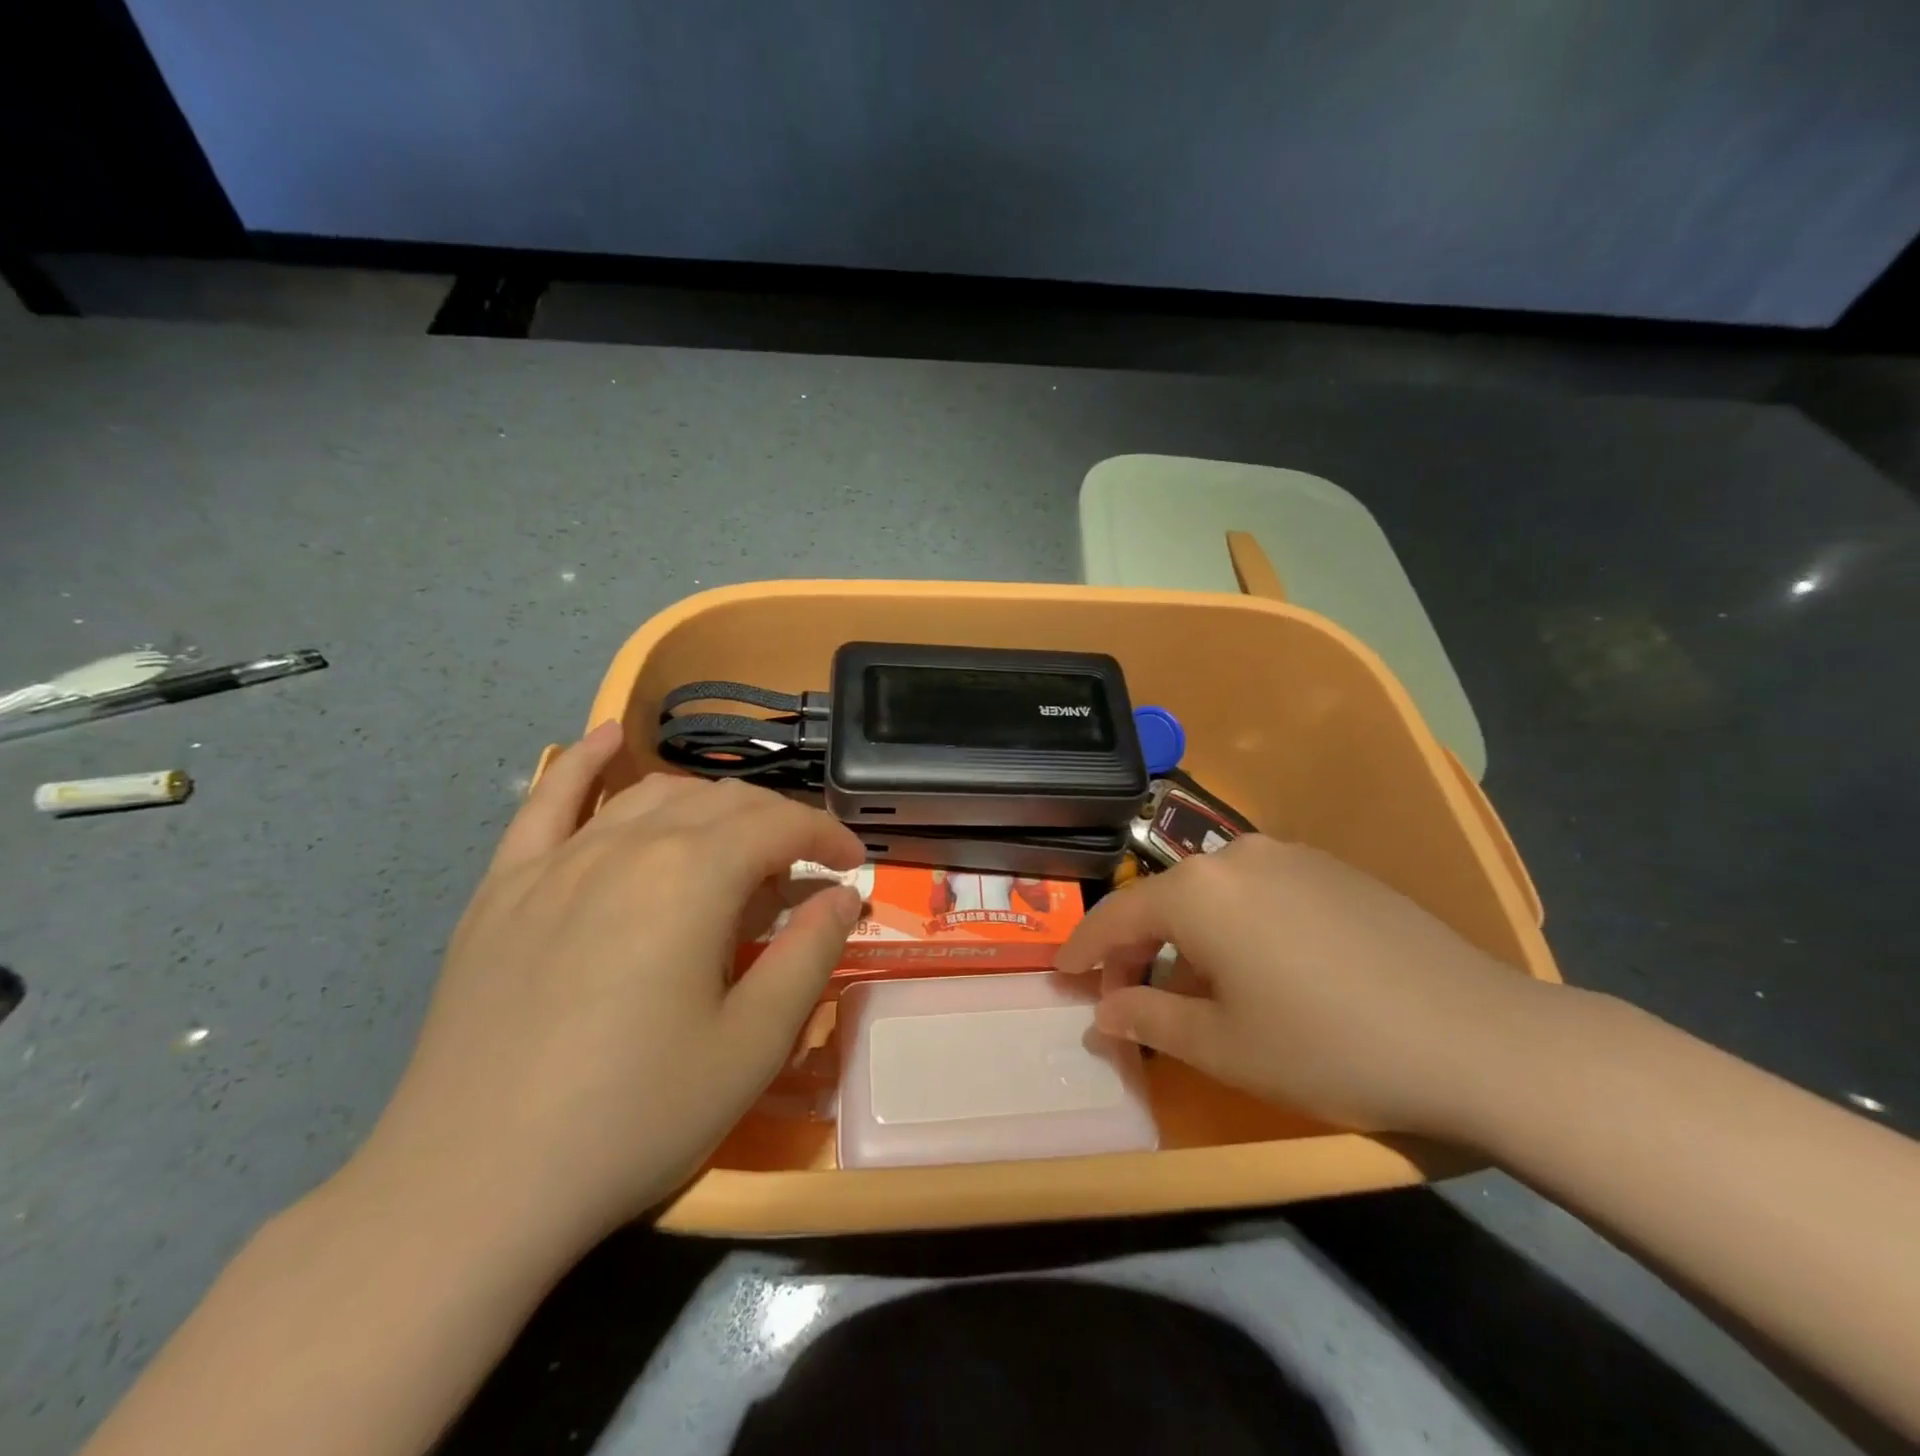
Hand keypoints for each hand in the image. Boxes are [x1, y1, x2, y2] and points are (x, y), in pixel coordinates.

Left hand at [347, 723, 864, 1247]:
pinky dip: (583, 763)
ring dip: (710, 804)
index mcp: (693, 876)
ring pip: (652, 795)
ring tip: (735, 839)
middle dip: (778, 823)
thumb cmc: (634, 1118)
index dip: (827, 835)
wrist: (471, 1189)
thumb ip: (809, 955)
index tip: (852, 864)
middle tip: (802, 869)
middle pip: (722, 803)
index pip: (780, 824)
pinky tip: (607, 739)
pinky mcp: (504, 888)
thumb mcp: (752, 1046)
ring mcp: (557, 861)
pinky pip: (547, 801)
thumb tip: (843, 896)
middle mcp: (627, 845)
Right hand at [1055, 835, 1558, 1138]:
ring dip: (1188, 936)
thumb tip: (1102, 1013)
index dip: (1085, 948)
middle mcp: (1234, 856)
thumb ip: (1148, 1019)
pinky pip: (1257, 891)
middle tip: (1127, 995)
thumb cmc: (1326, 1045)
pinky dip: (1235, 924)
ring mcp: (1288, 855)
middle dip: (1138, 948)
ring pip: (1211, 894)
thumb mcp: (1223, 1047)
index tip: (1061, 973)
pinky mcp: (1331, 867)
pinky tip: (1258, 966)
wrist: (1476, 1036)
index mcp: (1197, 891)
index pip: (1119, 916)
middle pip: (1164, 901)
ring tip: (1196, 988)